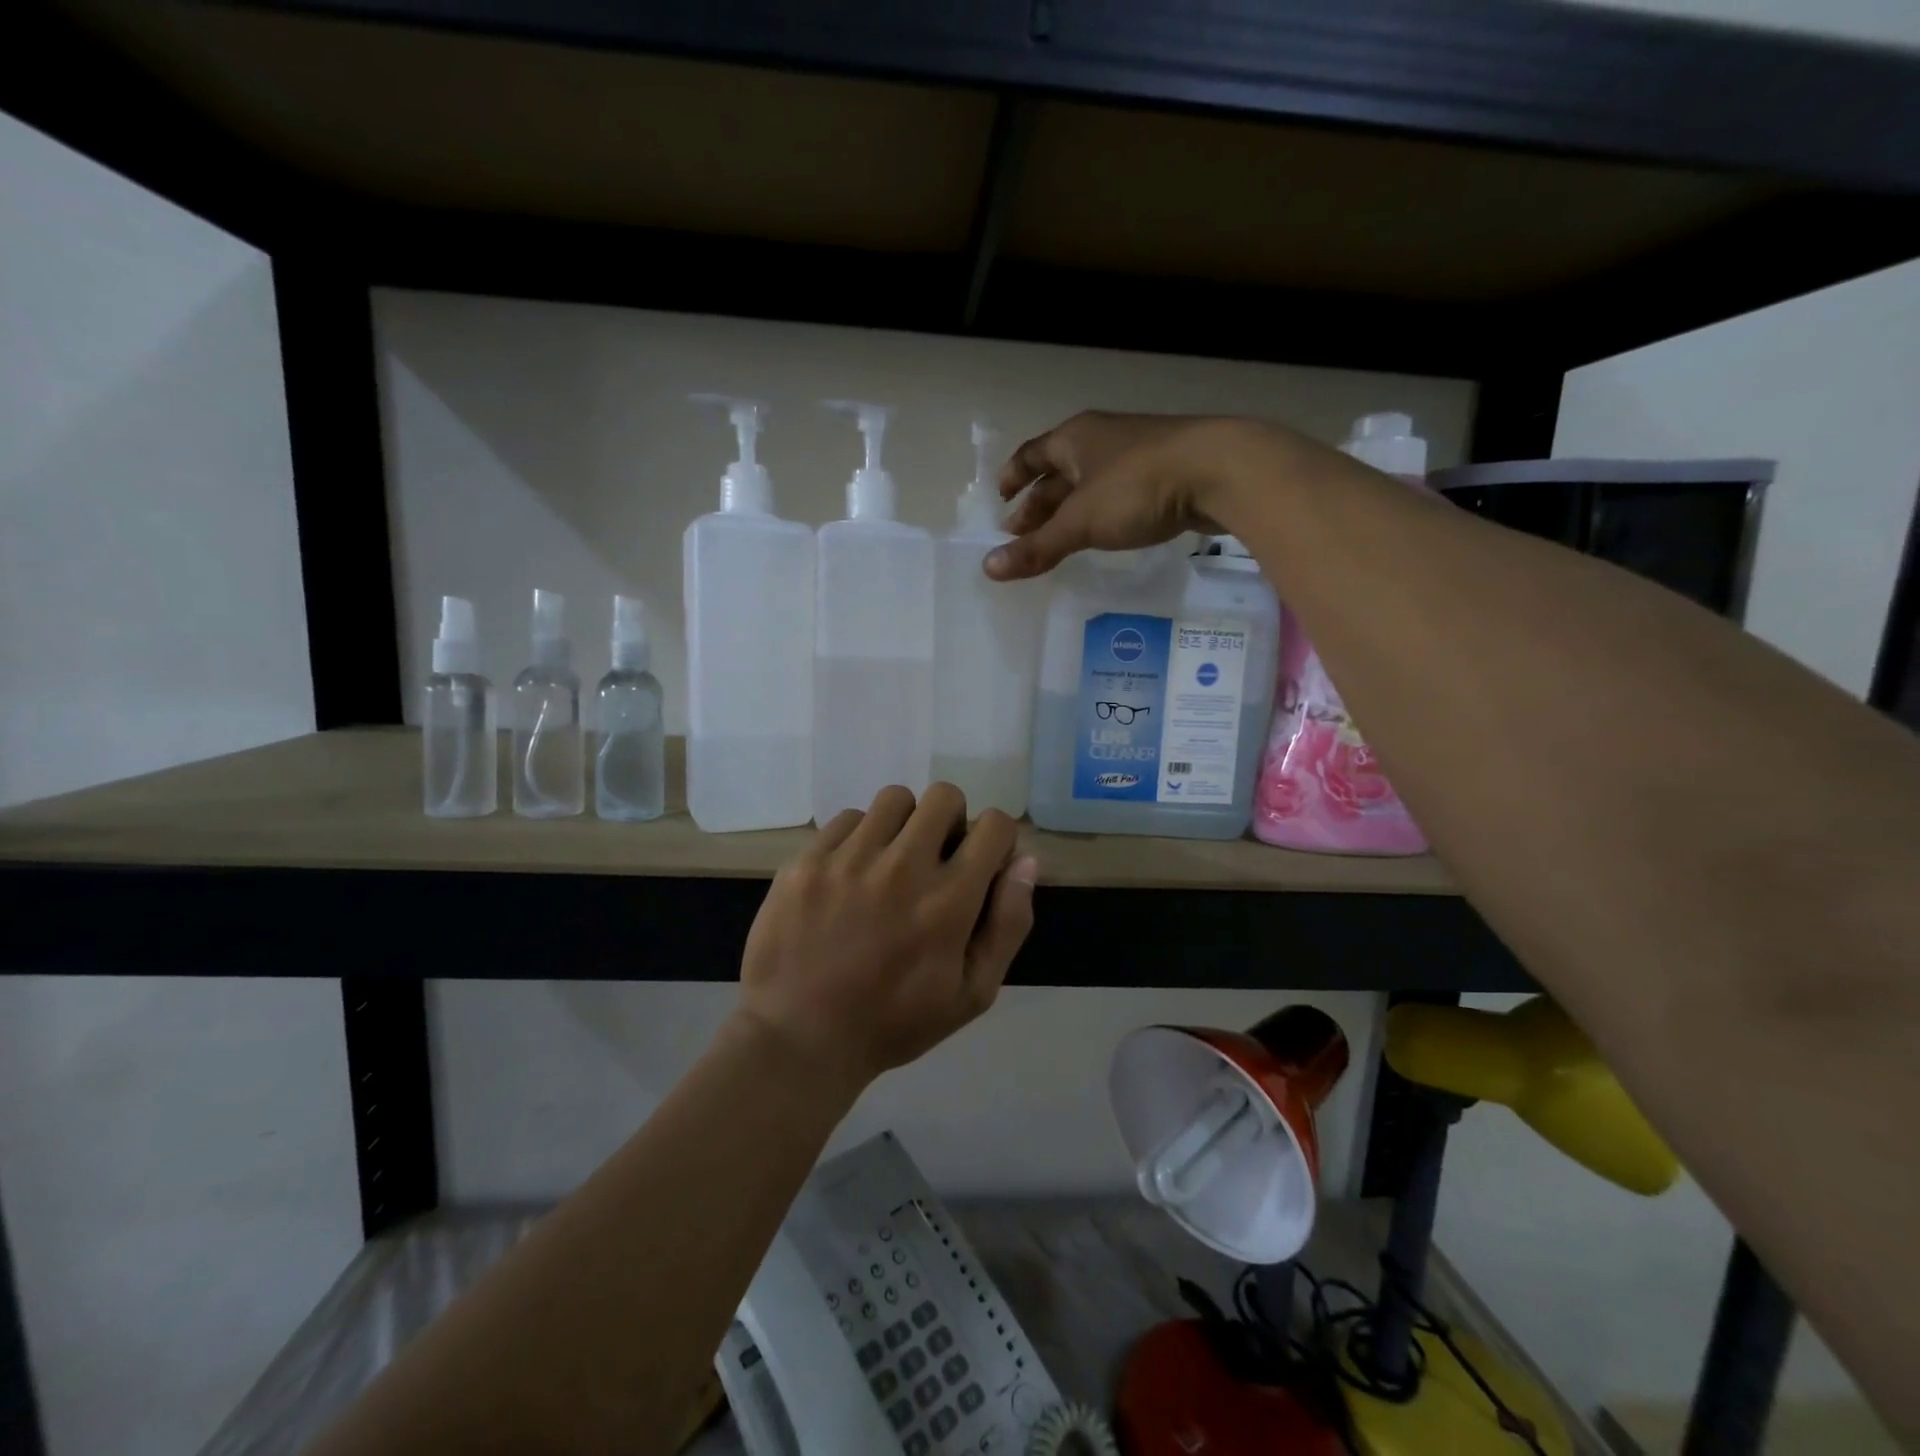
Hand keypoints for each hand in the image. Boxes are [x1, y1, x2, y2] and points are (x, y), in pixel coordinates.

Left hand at [735, 784, 1038, 1094]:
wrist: (800, 1039)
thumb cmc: (894, 1023)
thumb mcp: (972, 993)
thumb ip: (1008, 924)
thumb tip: (1026, 861)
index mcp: (948, 901)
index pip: (994, 825)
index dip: (995, 840)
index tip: (980, 862)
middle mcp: (903, 867)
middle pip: (945, 796)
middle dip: (951, 821)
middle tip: (935, 858)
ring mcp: (850, 858)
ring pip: (895, 799)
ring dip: (903, 824)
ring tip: (889, 861)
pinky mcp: (808, 860)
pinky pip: (847, 818)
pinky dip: (858, 838)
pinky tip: (849, 875)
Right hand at [984, 412, 1297, 580]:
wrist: (1219, 471)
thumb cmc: (1137, 487)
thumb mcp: (1080, 522)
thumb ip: (1037, 547)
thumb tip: (988, 568)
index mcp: (1075, 439)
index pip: (1032, 454)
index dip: (1014, 477)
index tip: (1000, 499)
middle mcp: (1101, 440)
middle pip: (1059, 472)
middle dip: (1039, 503)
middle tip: (1022, 534)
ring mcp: (1135, 455)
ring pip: (1090, 484)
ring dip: (1070, 510)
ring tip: (1058, 539)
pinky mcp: (1163, 474)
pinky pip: (1117, 494)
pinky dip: (1100, 514)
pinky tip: (1102, 533)